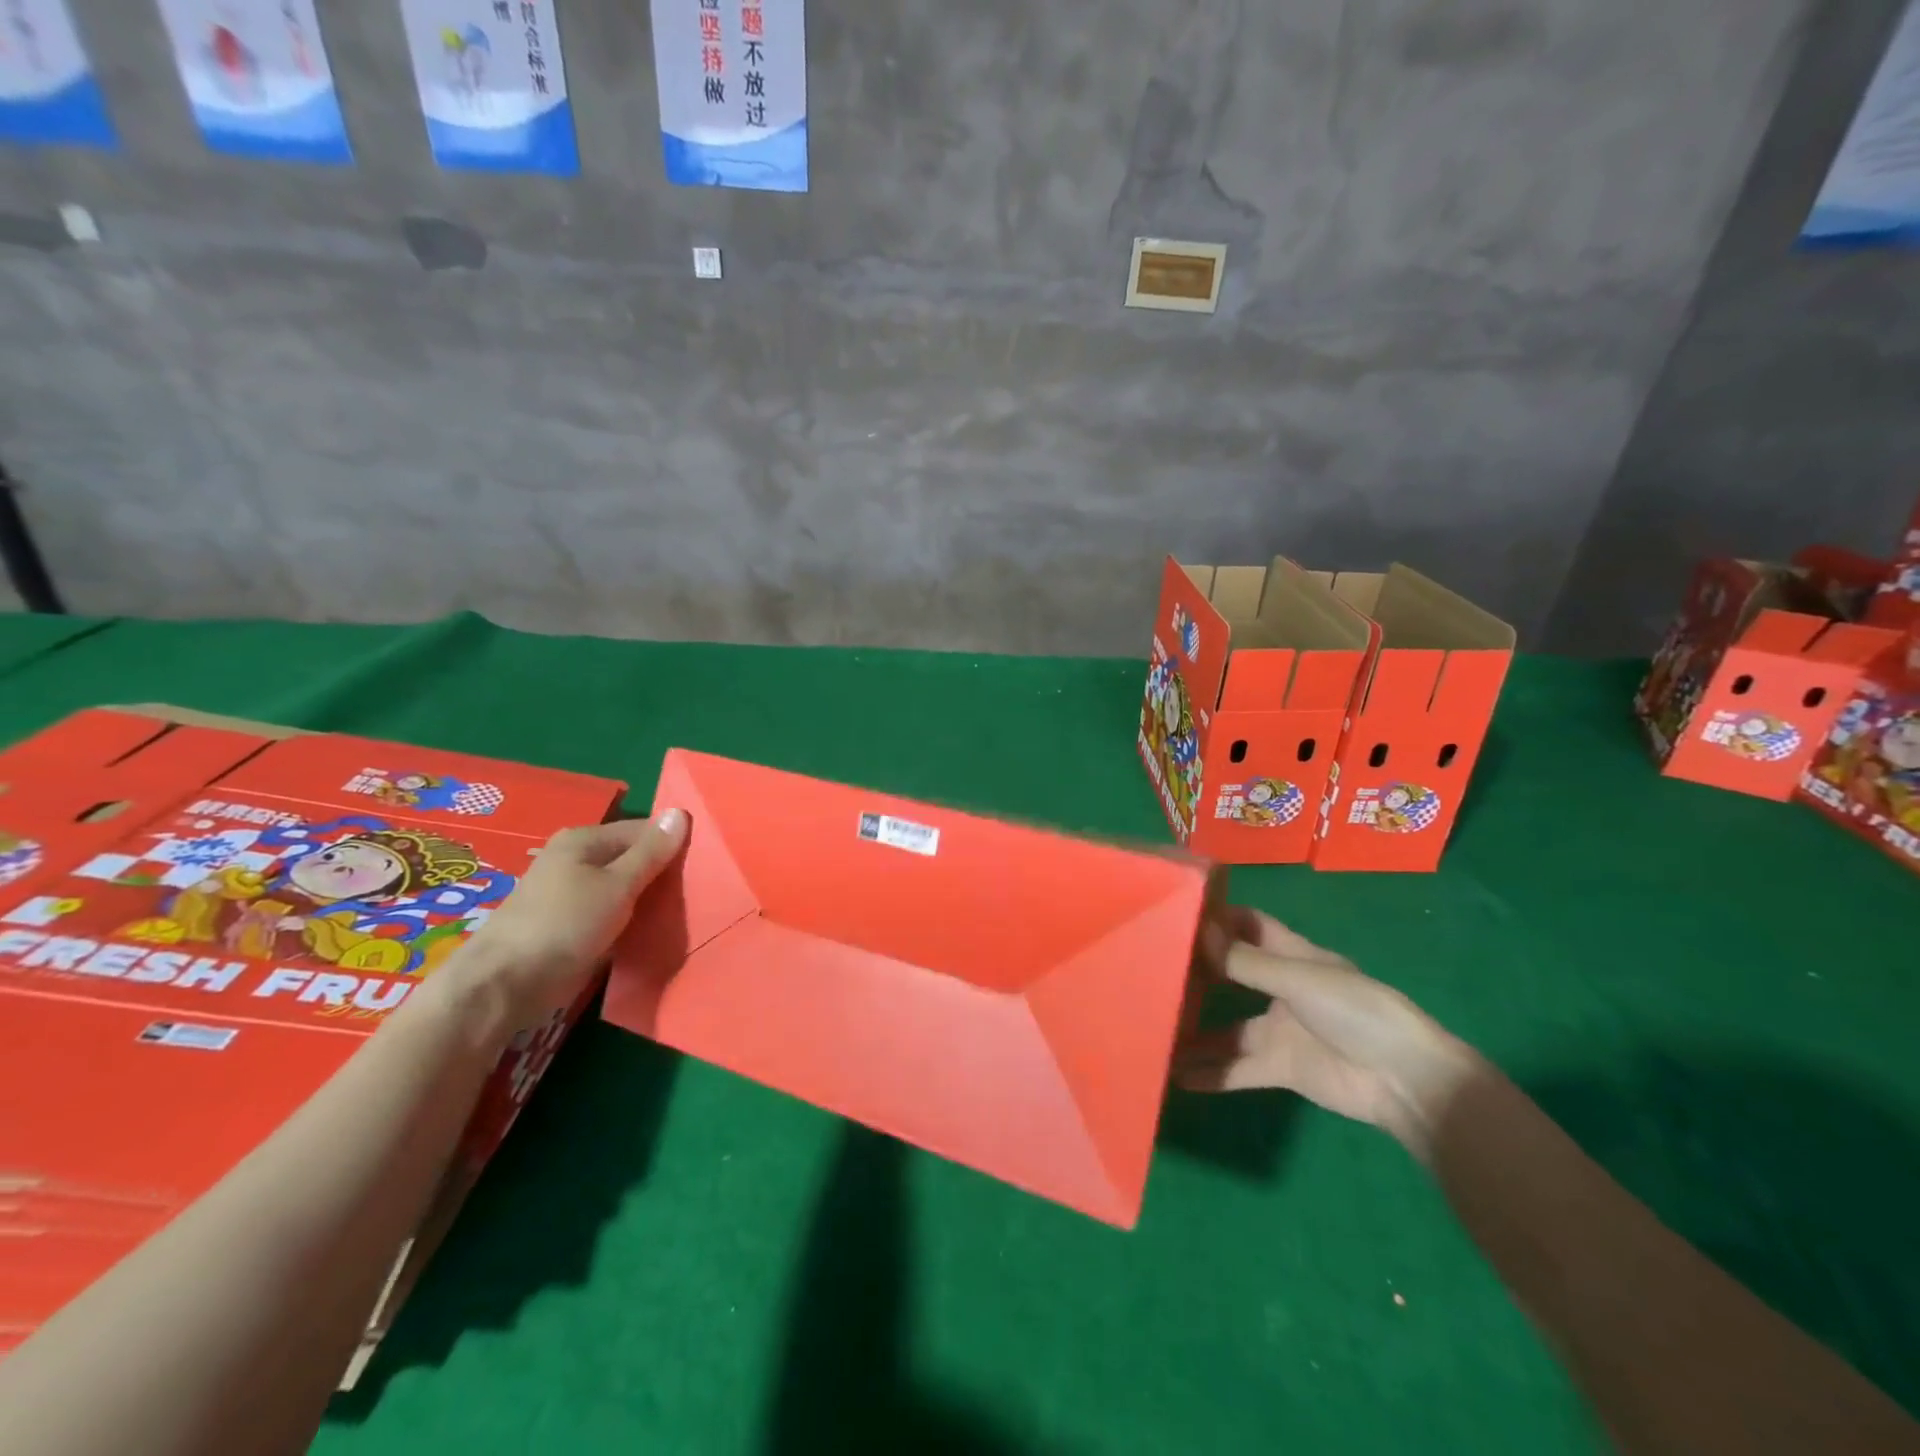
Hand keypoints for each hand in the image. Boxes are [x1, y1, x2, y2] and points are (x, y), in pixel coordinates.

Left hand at [449, 810, 688, 1030]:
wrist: (505, 985)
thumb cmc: (564, 925)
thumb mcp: (618, 885)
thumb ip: (651, 852)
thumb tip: (680, 813)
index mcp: (584, 840)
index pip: (644, 830)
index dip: (674, 845)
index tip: (705, 866)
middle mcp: (576, 859)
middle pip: (633, 858)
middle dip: (662, 875)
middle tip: (698, 892)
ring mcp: (571, 893)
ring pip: (624, 889)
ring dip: (648, 900)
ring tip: (683, 912)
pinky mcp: (570, 924)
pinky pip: (612, 913)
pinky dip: (630, 920)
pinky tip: (652, 931)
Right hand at [1173, 907, 1478, 1157]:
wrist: (1404, 1079)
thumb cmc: (1356, 1010)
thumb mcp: (1299, 978)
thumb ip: (1246, 963)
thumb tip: (1198, 933)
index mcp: (1293, 956)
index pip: (1249, 926)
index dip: (1217, 919)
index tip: (1176, 914)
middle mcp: (1282, 989)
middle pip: (1231, 976)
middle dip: (1197, 973)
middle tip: (1150, 970)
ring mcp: (1280, 1031)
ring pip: (1227, 1029)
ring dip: (1195, 1032)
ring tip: (1153, 1028)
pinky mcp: (1281, 1068)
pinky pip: (1238, 1069)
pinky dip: (1210, 1073)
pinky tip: (1175, 1075)